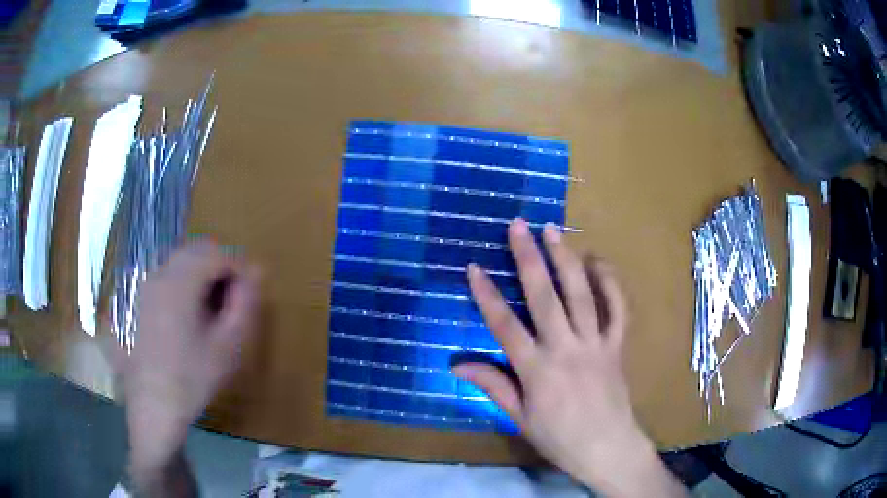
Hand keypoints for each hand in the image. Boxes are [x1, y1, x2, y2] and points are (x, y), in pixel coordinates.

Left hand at [123, 242, 259, 481]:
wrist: (153, 405)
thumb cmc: (193, 378)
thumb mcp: (227, 345)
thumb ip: (245, 304)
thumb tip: (256, 272)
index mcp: (180, 283)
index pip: (217, 255)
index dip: (239, 270)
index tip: (249, 296)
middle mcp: (160, 274)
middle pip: (197, 251)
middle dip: (219, 269)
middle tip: (231, 302)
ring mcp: (146, 285)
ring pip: (181, 262)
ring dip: (202, 275)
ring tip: (211, 309)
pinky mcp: (140, 298)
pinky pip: (167, 276)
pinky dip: (184, 283)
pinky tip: (188, 315)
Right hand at [453, 219, 684, 496]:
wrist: (607, 448)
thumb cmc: (559, 438)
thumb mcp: (519, 418)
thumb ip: (492, 385)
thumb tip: (456, 365)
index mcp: (537, 371)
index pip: (505, 326)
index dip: (487, 295)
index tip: (473, 267)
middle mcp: (566, 349)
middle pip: (545, 297)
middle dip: (529, 258)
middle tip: (518, 226)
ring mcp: (596, 344)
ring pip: (581, 294)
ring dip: (565, 259)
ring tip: (553, 230)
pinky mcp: (616, 345)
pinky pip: (617, 309)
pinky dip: (610, 283)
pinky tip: (598, 261)